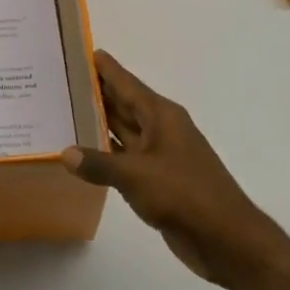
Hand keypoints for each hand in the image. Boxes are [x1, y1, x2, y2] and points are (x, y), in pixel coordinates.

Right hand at [61, 50, 273, 283]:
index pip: (127, 84)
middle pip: (124, 104)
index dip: (106, 68)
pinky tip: (84, 154)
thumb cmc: (183, 194)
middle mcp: (161, 130)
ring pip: (124, 131)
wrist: (226, 238)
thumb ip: (98, 163)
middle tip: (63, 80)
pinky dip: (106, 153)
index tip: (84, 51)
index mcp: (161, 117)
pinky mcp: (159, 180)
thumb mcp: (135, 176)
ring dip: (99, 123)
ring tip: (65, 111)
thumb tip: (66, 153)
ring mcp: (161, 155)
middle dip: (97, 93)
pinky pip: (126, 158)